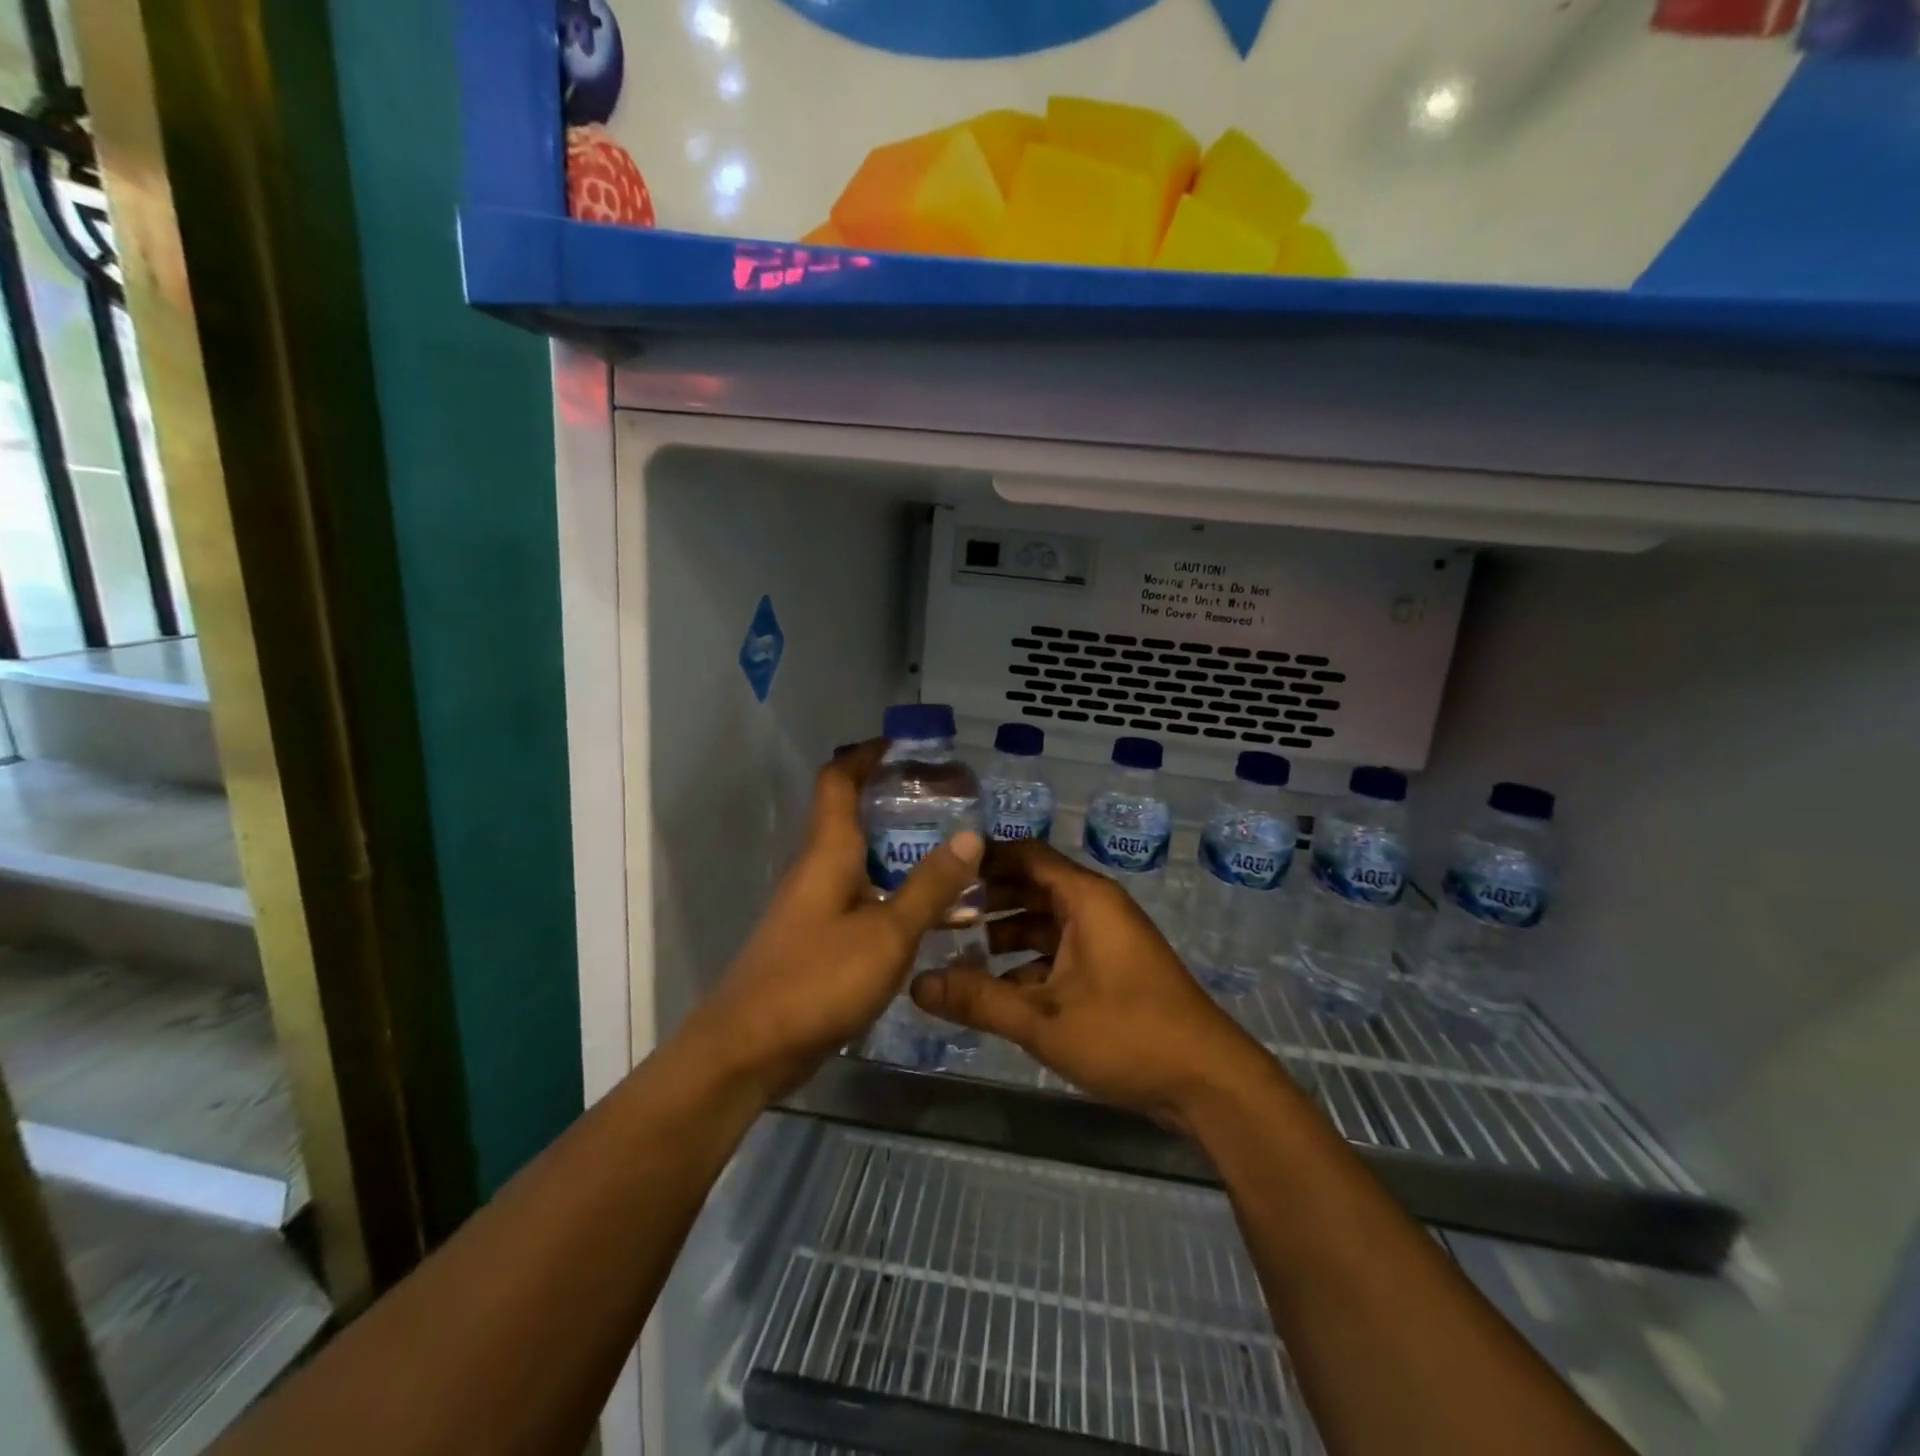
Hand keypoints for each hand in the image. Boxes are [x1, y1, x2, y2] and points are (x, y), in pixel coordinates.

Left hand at [682, 743, 983, 1102]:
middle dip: (896, 802)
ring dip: (899, 852)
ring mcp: (813, 907)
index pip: (838, 780)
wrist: (749, 1048)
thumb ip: (929, 886)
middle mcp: (817, 869)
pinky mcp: (816, 940)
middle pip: (852, 817)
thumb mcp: (887, 933)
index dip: (867, 754)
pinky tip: (929, 916)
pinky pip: (860, 900)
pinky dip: (893, 894)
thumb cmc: (818, 979)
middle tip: (948, 803)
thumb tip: (970, 836)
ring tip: (952, 855)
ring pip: (860, 862)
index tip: (906, 747)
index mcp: (828, 852)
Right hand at [911, 841, 1269, 1123]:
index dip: (983, 858)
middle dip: (986, 900)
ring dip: (1004, 935)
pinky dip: (1027, 964)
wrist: (1208, 1082)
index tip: (939, 871)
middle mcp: (1095, 908)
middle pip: (1031, 887)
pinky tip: (995, 991)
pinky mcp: (1111, 971)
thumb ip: (978, 1000)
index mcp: (1085, 898)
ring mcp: (1106, 940)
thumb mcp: (1044, 1020)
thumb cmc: (1127, 1035)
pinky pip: (1059, 953)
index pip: (1025, 855)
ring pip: (1043, 923)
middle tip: (937, 916)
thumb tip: (916, 984)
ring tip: (956, 953)